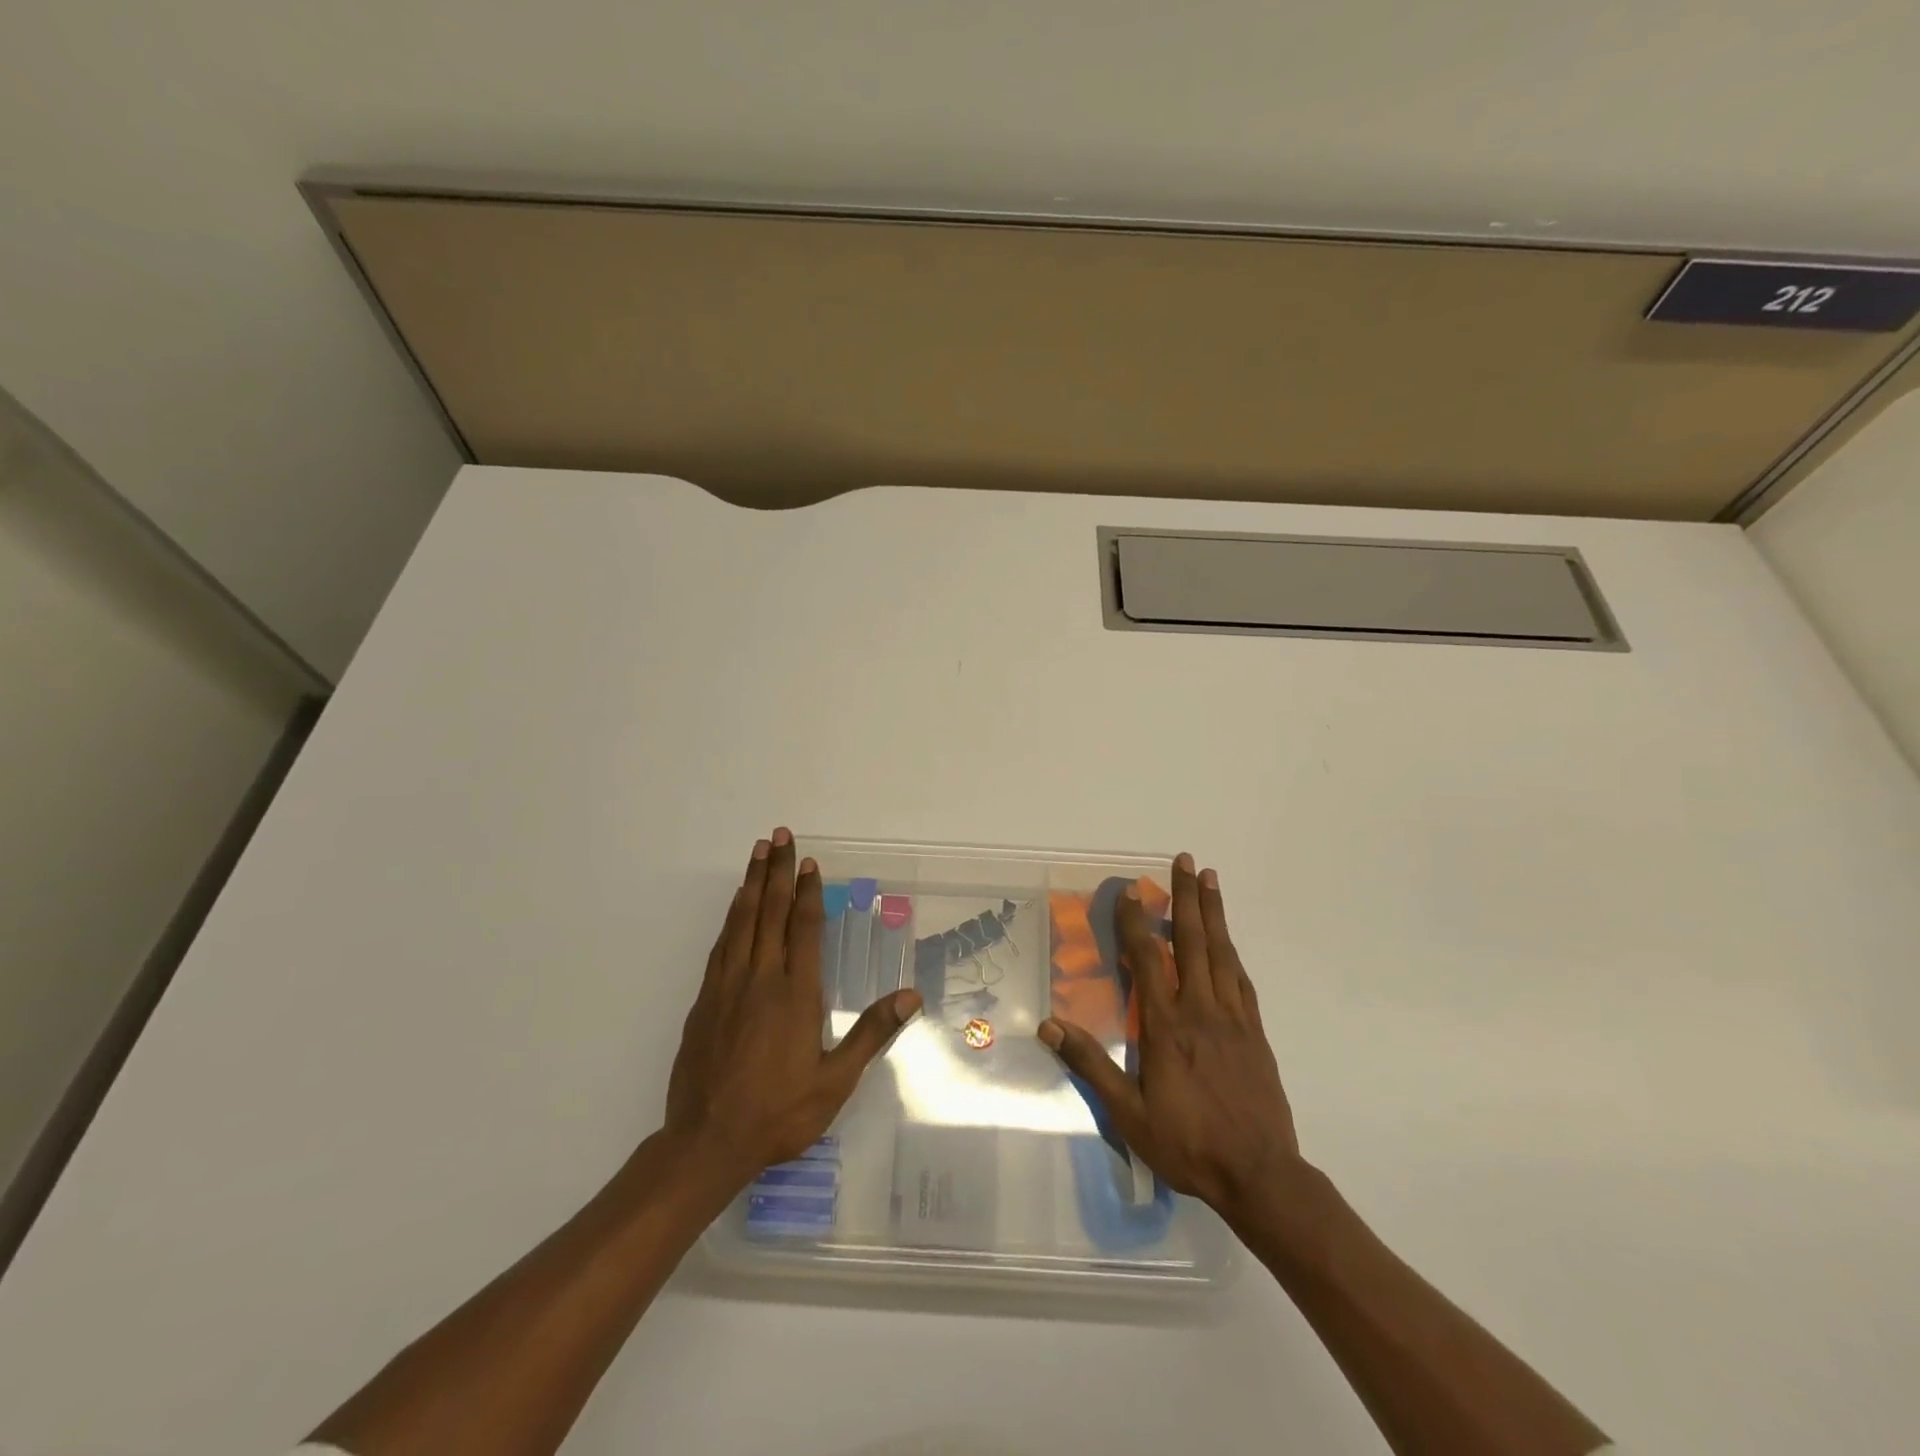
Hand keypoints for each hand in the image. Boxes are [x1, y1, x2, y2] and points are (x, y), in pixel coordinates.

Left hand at [665, 829, 921, 1183]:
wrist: (707, 1142)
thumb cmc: (779, 1112)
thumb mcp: (835, 1080)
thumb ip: (872, 1033)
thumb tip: (911, 996)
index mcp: (795, 993)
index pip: (804, 928)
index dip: (807, 891)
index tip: (808, 862)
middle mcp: (760, 979)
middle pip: (769, 912)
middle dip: (776, 871)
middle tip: (779, 835)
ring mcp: (727, 987)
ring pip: (741, 921)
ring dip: (750, 883)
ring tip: (757, 852)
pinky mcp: (704, 1000)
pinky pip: (721, 945)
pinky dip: (730, 918)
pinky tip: (735, 907)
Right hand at [1038, 853, 1299, 1218]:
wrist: (1260, 1174)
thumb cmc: (1188, 1143)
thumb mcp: (1128, 1113)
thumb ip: (1091, 1065)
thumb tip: (1049, 1026)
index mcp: (1167, 1025)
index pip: (1148, 960)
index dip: (1137, 922)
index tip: (1131, 890)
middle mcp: (1201, 1009)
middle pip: (1193, 941)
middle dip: (1186, 897)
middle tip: (1186, 860)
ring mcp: (1233, 1018)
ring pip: (1222, 952)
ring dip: (1214, 912)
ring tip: (1210, 879)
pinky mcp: (1255, 1032)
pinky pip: (1241, 980)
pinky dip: (1232, 951)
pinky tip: (1228, 941)